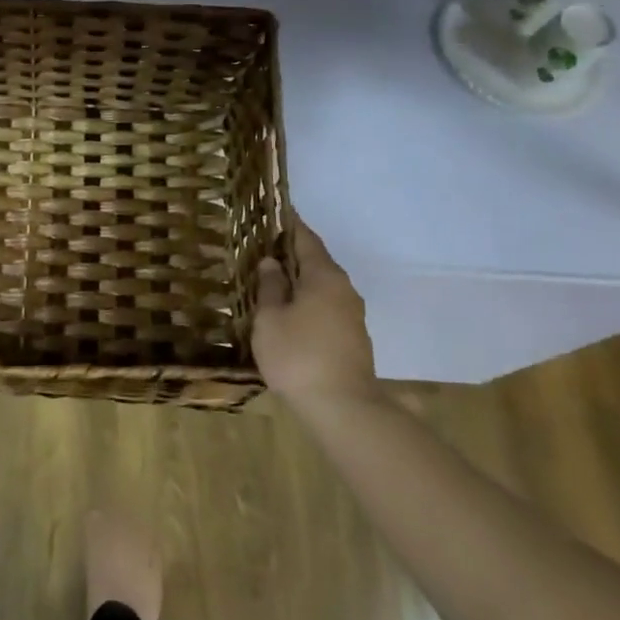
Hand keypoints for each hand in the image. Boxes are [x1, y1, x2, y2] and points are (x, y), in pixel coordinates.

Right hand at [251, 215, 379, 412]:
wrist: (342, 408)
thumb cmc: (298, 355)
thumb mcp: (270, 318)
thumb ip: (270, 287)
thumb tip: (272, 263)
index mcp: (324, 276)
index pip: (306, 239)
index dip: (290, 225)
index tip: (277, 211)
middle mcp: (343, 289)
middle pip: (317, 262)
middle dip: (293, 254)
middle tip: (265, 248)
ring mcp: (352, 315)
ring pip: (322, 287)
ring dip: (301, 281)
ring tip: (273, 281)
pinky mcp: (353, 338)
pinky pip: (327, 307)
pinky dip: (308, 302)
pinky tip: (290, 313)